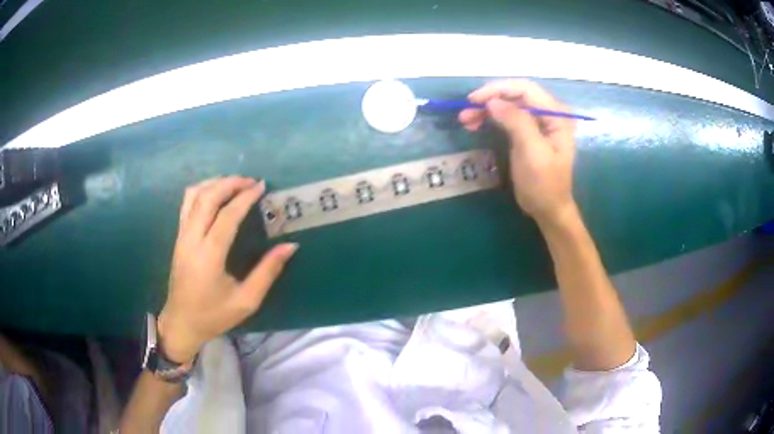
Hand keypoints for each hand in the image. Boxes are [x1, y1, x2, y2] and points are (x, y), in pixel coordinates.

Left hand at [158, 176, 297, 362]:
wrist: (182, 323)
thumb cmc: (214, 315)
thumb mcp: (246, 301)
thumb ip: (268, 272)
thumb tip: (290, 246)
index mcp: (209, 256)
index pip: (226, 216)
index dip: (244, 198)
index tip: (261, 186)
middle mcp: (191, 240)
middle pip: (207, 198)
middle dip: (229, 183)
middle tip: (250, 181)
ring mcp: (181, 236)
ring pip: (193, 196)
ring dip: (214, 183)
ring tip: (234, 183)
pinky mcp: (178, 237)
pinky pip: (186, 204)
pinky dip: (201, 191)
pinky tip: (215, 193)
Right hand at [459, 80, 576, 223]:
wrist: (548, 209)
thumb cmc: (544, 184)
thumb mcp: (532, 152)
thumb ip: (517, 122)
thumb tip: (492, 101)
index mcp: (556, 114)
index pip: (525, 89)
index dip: (498, 89)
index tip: (474, 100)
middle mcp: (548, 113)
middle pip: (515, 94)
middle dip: (490, 100)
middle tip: (465, 112)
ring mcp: (538, 122)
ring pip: (508, 104)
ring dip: (486, 109)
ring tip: (465, 119)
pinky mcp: (528, 131)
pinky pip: (507, 117)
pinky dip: (490, 118)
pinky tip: (475, 123)